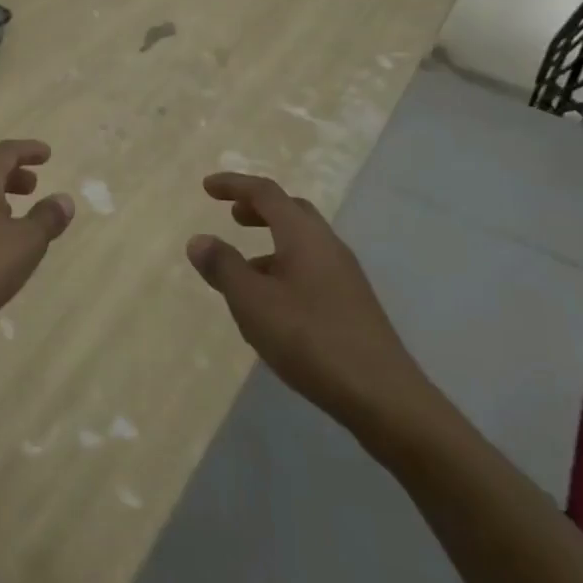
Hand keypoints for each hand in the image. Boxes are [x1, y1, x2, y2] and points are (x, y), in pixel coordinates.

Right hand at [187, 172, 437, 441]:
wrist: (384, 398)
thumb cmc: (311, 339)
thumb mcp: (253, 302)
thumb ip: (223, 267)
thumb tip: (198, 239)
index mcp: (303, 234)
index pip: (265, 193)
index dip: (234, 185)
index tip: (207, 187)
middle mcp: (327, 245)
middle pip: (291, 211)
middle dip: (259, 208)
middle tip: (232, 216)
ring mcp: (345, 275)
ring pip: (303, 241)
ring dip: (271, 241)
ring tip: (244, 267)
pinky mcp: (352, 304)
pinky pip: (312, 268)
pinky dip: (286, 267)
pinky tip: (273, 304)